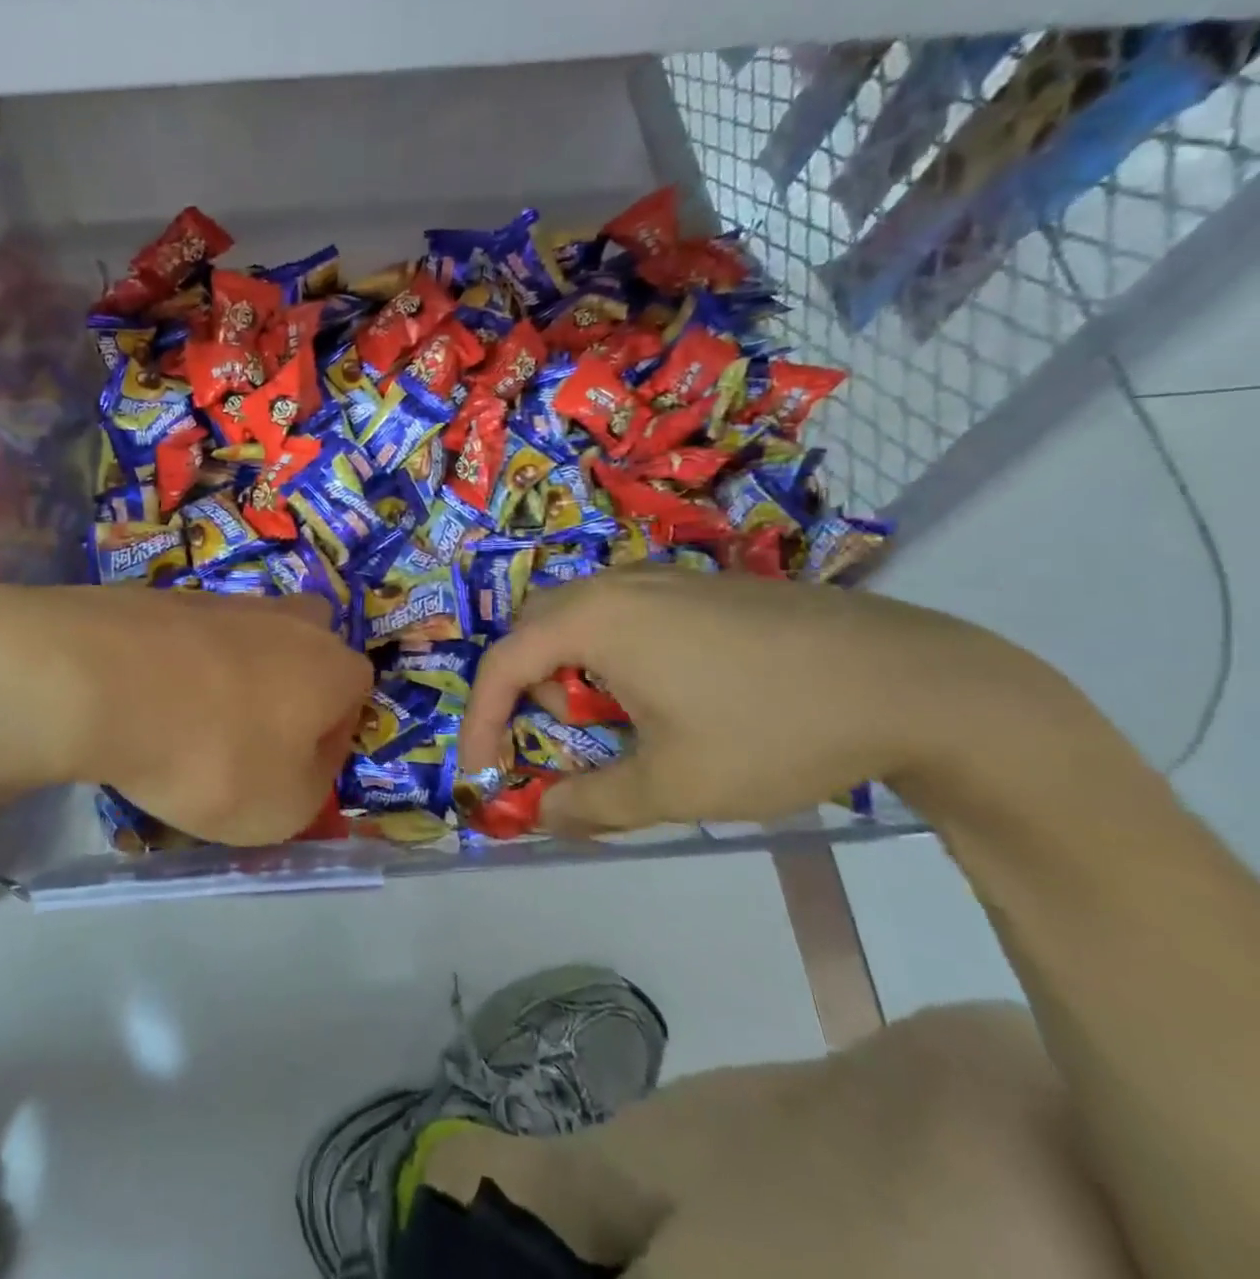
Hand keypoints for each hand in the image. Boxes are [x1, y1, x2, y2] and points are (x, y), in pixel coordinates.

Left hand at [0, 585, 373, 844]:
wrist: (109, 682)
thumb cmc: (217, 755)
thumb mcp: (285, 809)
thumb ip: (314, 785)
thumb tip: (307, 758)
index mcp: (333, 667)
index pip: (355, 698)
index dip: (331, 740)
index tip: (294, 772)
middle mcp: (291, 622)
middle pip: (309, 647)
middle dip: (294, 686)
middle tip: (256, 732)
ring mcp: (228, 602)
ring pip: (249, 639)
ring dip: (234, 675)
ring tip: (191, 723)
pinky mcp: (170, 598)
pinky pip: (193, 639)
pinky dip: (183, 666)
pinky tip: (152, 699)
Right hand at [457, 566, 1056, 834]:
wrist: (912, 682)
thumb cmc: (770, 730)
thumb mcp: (673, 785)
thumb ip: (593, 803)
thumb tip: (543, 816)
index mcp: (593, 620)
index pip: (504, 664)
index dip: (481, 719)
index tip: (481, 770)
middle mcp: (617, 585)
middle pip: (535, 630)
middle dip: (529, 688)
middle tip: (560, 737)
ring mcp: (664, 579)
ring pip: (582, 619)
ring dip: (574, 671)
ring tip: (620, 723)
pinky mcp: (704, 587)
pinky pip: (627, 614)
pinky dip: (616, 655)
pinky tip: (673, 696)